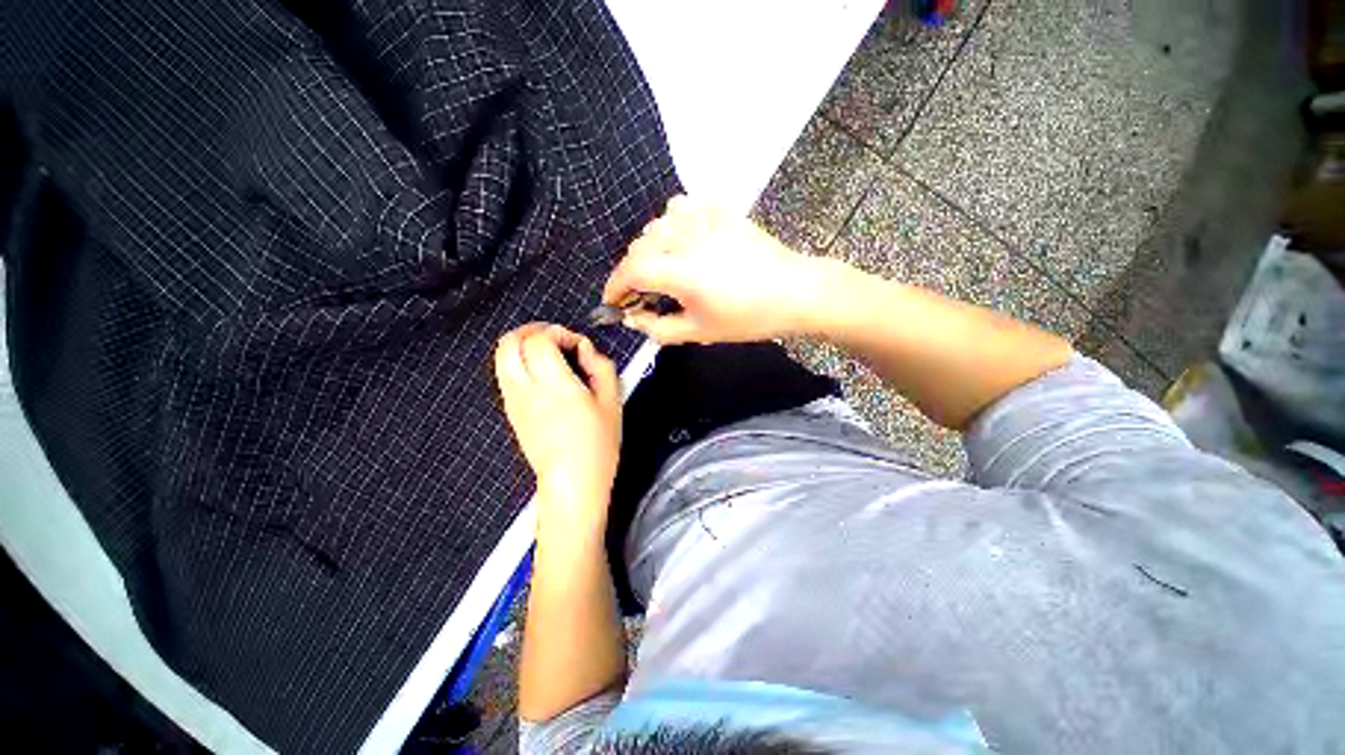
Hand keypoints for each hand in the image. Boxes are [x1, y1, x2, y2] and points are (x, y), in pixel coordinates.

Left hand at [494, 324, 620, 528]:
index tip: (576, 345)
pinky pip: (505, 375)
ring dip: (522, 345)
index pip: (538, 340)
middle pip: (509, 343)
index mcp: (554, 386)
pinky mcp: (511, 412)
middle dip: (532, 331)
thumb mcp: (612, 402)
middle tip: (555, 338)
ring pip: (501, 357)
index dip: (558, 332)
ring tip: (548, 353)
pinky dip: (519, 363)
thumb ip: (601, 366)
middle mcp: (526, 390)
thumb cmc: (598, 445)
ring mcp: (514, 402)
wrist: (572, 481)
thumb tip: (585, 349)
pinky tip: (542, 374)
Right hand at [602, 195, 821, 343]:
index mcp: (682, 270)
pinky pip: (681, 207)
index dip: (615, 287)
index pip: (632, 271)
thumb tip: (633, 318)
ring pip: (657, 225)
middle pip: (639, 247)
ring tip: (660, 269)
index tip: (612, 302)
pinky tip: (682, 240)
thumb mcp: (700, 332)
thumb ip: (659, 328)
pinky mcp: (720, 211)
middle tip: (639, 295)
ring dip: (649, 248)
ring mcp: (704, 219)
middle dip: (631, 272)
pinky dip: (671, 224)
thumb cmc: (748, 318)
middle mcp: (687, 237)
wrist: (794, 291)